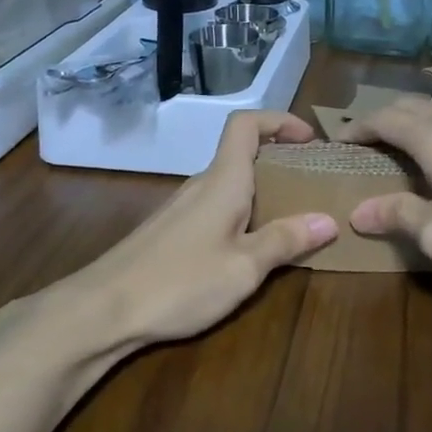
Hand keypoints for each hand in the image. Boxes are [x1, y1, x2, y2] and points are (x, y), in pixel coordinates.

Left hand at [56, 110, 337, 347]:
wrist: (102, 310)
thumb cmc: (180, 282)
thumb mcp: (244, 267)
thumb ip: (286, 240)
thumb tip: (328, 220)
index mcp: (223, 180)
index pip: (246, 124)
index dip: (279, 121)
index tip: (310, 139)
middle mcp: (202, 185)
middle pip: (243, 154)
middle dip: (281, 162)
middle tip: (313, 186)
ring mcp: (183, 208)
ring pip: (230, 184)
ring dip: (263, 191)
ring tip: (292, 220)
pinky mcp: (171, 232)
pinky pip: (216, 208)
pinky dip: (242, 214)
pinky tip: (250, 249)